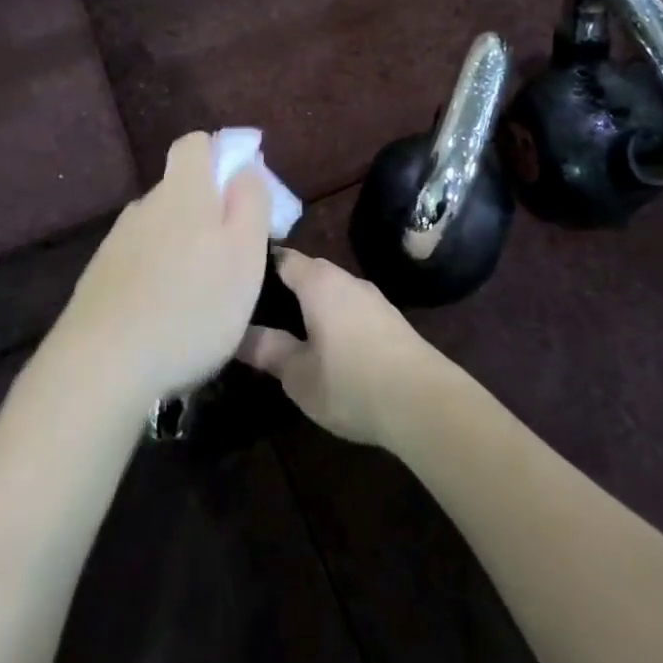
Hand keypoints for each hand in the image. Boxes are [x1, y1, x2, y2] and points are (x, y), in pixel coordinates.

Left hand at [55, 132, 272, 406]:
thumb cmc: (192, 307)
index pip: (196, 143)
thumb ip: (251, 202)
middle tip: (233, 257)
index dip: (222, 156)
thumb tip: (246, 167)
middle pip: (181, 189)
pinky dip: (158, 276)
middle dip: (209, 211)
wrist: (102, 367)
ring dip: (183, 247)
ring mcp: (116, 242)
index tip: (243, 192)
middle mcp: (145, 206)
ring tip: (201, 296)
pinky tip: (167, 316)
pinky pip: (139, 261)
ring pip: (160, 228)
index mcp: (183, 192)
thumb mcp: (245, 254)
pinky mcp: (99, 278)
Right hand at [237, 249, 450, 446]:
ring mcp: (374, 299)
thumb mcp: (298, 374)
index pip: (282, 258)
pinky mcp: (391, 320)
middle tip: (258, 313)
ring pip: (332, 292)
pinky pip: (351, 309)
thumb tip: (238, 335)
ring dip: (312, 306)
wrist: (425, 403)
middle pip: (308, 273)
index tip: (238, 283)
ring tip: (289, 331)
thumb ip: (267, 350)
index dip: (259, 267)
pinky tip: (328, 347)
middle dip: (284, 289)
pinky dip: (334, 319)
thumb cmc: (351, 383)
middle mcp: (347, 280)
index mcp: (319, 282)